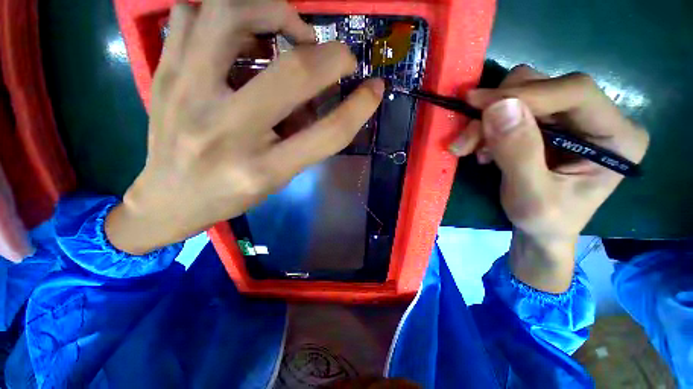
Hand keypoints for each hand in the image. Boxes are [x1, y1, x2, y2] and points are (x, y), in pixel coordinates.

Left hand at [106, 0, 383, 253]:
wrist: (168, 199)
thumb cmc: (232, 196)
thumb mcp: (279, 178)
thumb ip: (307, 141)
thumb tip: (324, 97)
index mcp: (263, 168)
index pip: (327, 134)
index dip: (360, 108)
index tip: (375, 89)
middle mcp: (227, 130)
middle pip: (293, 73)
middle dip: (331, 55)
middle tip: (338, 57)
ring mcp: (186, 95)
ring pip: (230, 14)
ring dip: (274, 10)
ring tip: (288, 32)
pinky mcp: (163, 74)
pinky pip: (191, 14)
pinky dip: (225, 12)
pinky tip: (239, 36)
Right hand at [450, 65, 648, 291]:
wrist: (539, 239)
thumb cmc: (543, 225)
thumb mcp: (528, 194)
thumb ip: (515, 149)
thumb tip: (496, 106)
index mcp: (616, 135)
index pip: (573, 91)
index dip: (523, 93)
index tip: (475, 105)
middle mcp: (598, 119)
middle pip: (544, 88)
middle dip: (496, 111)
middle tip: (462, 138)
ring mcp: (570, 121)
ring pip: (524, 96)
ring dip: (488, 120)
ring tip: (470, 149)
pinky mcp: (546, 127)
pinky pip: (513, 111)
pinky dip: (490, 127)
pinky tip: (483, 149)